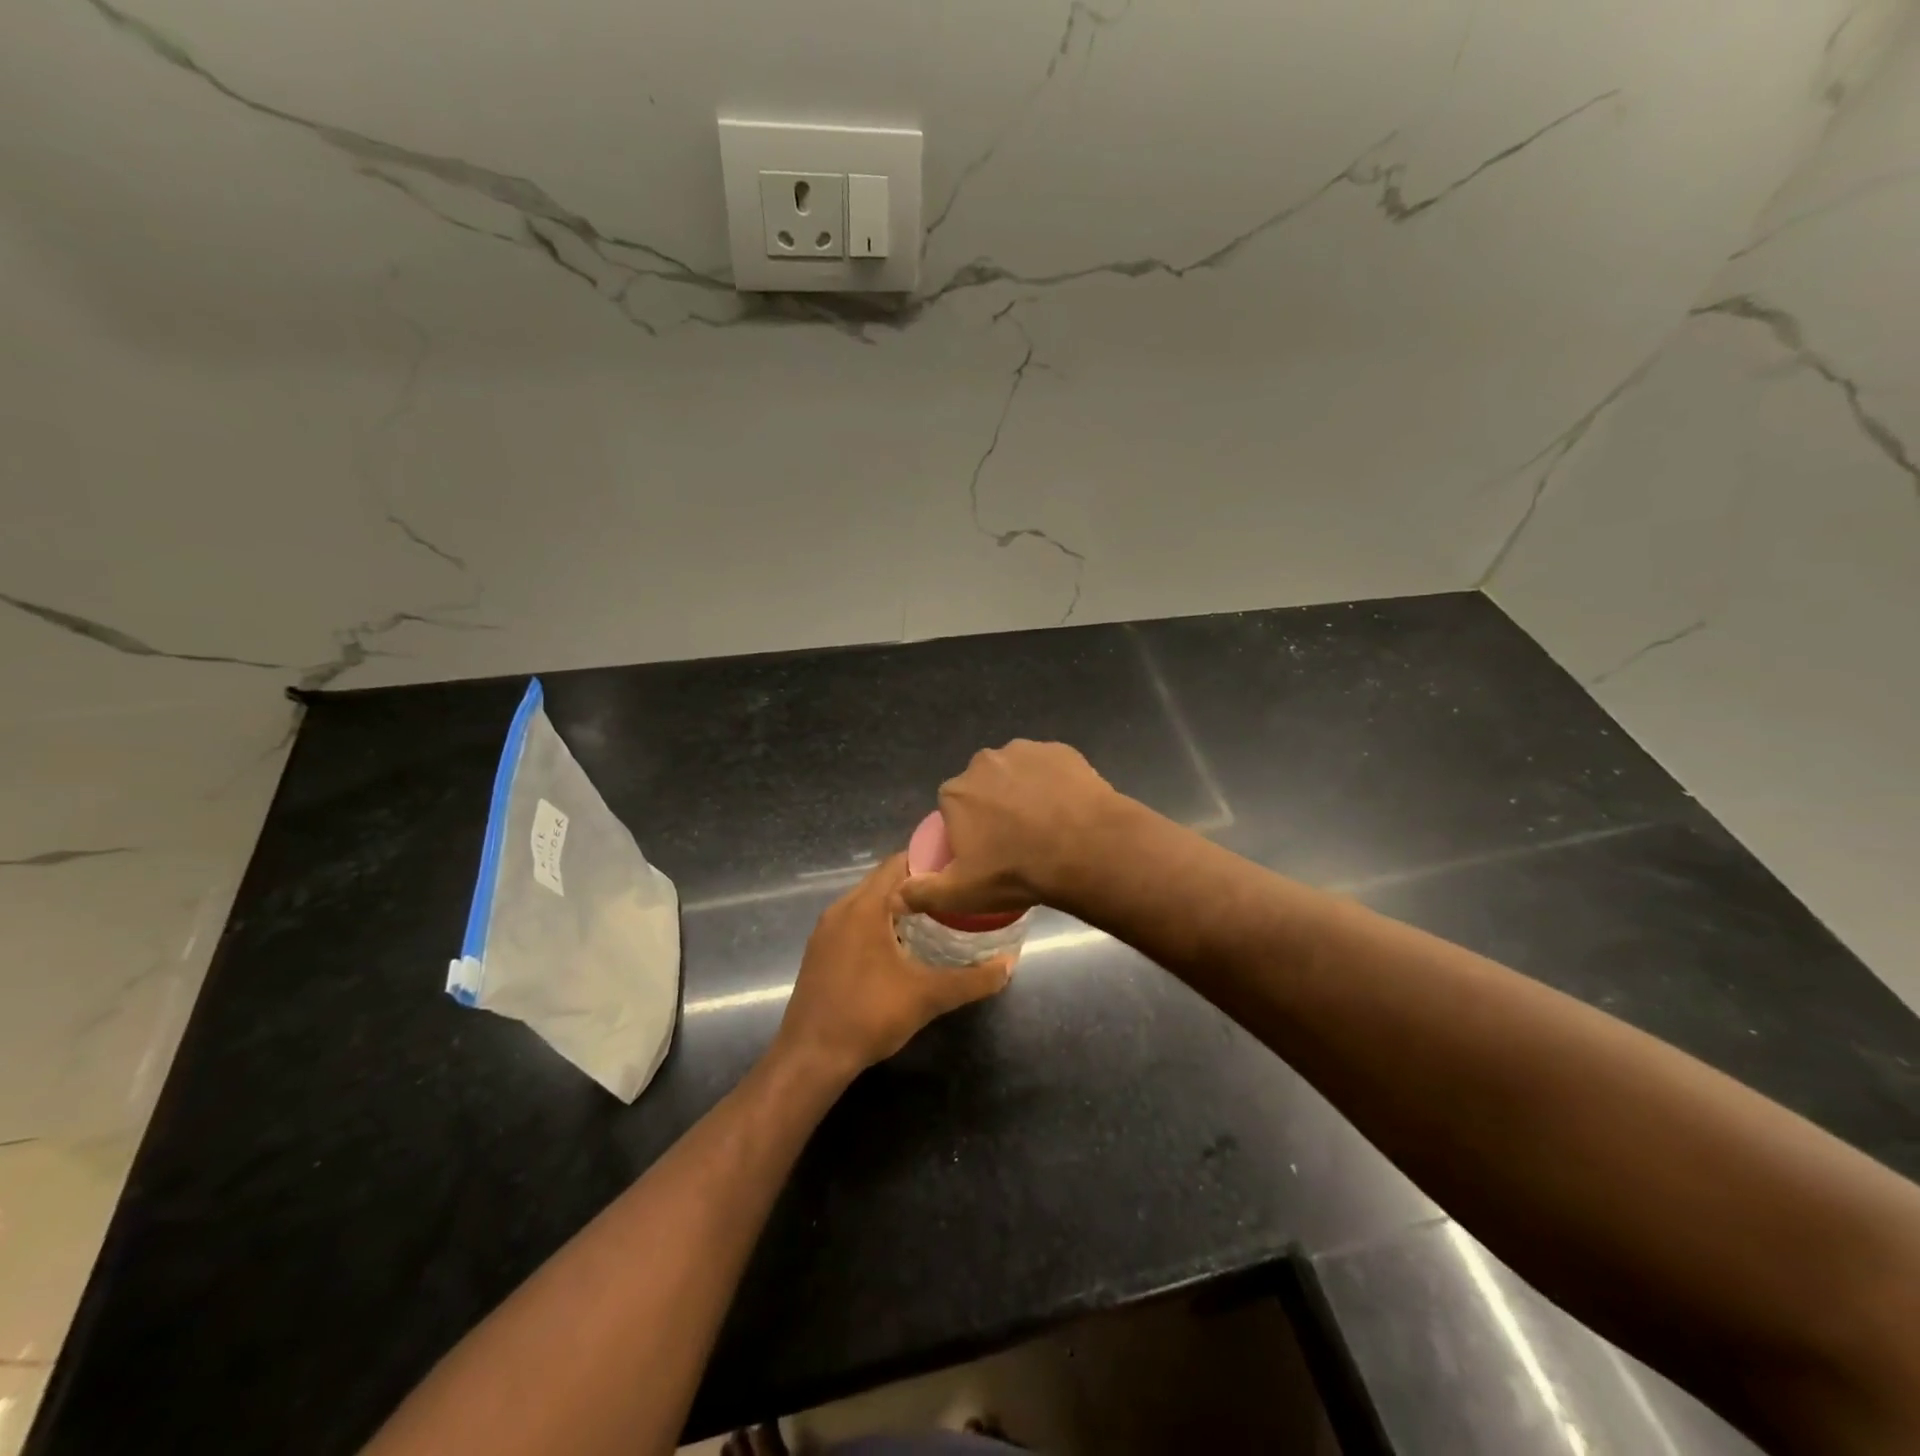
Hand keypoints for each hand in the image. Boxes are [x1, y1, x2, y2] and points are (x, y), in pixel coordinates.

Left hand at [775, 855, 1011, 1080]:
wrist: (811, 1057)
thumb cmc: (869, 1016)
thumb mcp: (928, 996)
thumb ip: (973, 979)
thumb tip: (1010, 964)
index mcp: (864, 907)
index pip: (898, 863)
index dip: (929, 860)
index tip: (959, 868)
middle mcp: (841, 909)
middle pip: (882, 879)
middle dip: (917, 883)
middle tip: (953, 892)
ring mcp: (826, 930)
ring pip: (866, 901)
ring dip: (896, 903)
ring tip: (934, 914)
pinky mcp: (819, 950)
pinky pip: (853, 920)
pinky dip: (877, 921)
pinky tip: (900, 943)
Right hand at [895, 739, 1117, 920]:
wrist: (1085, 848)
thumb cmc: (1017, 871)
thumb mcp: (964, 893)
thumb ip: (923, 893)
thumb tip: (893, 899)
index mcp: (956, 792)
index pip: (952, 807)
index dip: (968, 829)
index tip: (987, 852)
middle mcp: (984, 762)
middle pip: (983, 785)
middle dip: (994, 806)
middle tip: (1017, 840)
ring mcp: (1025, 751)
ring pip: (1017, 772)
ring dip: (1024, 790)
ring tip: (1047, 825)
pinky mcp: (1061, 750)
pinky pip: (1050, 767)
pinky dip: (1054, 782)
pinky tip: (1067, 808)